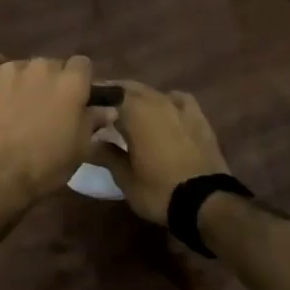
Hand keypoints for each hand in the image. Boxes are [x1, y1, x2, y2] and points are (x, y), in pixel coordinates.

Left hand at [0, 50, 109, 227]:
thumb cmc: (43, 168)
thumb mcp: (79, 151)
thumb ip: (93, 123)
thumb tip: (107, 109)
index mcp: (71, 83)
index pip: (82, 65)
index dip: (79, 82)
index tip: (74, 100)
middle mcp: (42, 66)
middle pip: (51, 65)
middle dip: (50, 83)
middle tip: (43, 108)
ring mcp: (9, 68)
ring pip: (22, 66)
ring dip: (22, 81)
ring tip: (12, 107)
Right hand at [87, 82, 230, 225]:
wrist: (207, 201)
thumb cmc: (158, 190)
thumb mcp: (125, 178)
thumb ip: (107, 155)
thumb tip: (91, 142)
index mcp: (133, 111)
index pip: (107, 93)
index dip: (94, 98)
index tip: (83, 106)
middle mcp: (155, 100)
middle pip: (129, 88)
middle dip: (114, 95)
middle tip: (102, 109)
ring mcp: (179, 106)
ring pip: (153, 93)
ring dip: (139, 98)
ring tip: (130, 112)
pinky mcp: (198, 117)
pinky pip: (178, 99)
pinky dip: (167, 101)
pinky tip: (165, 111)